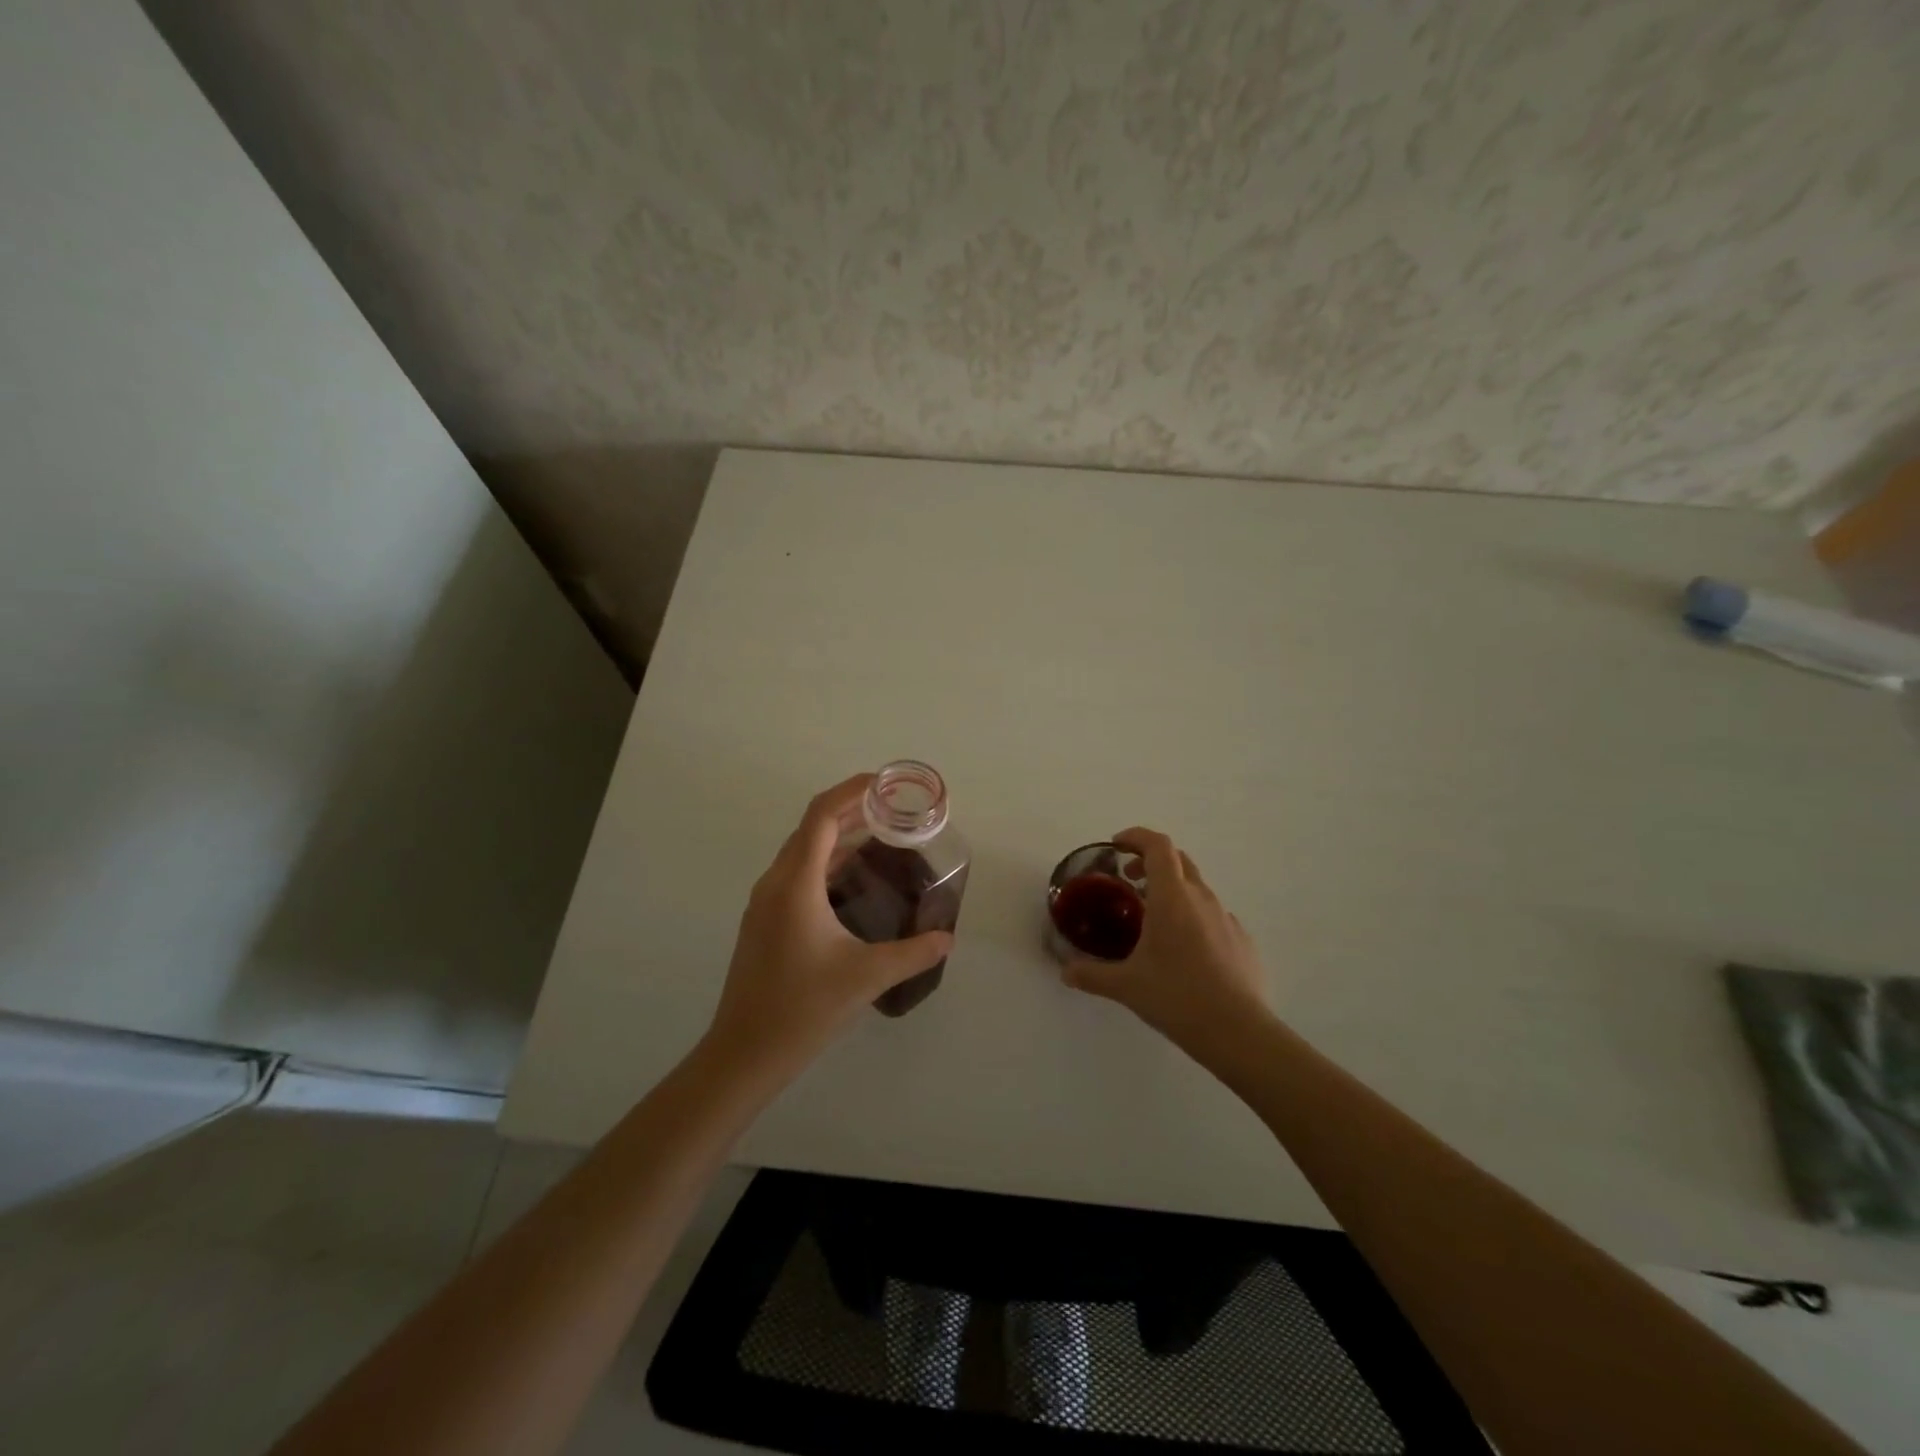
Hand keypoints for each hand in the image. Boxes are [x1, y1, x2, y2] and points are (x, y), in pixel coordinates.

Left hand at [705, 774, 953, 1083]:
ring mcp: (765, 903)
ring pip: (803, 852)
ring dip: (838, 837)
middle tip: (893, 809)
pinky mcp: (764, 921)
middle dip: (851, 810)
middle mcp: (775, 883)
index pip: (822, 816)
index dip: (851, 791)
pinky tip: (852, 880)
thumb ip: (913, 953)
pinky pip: (797, 874)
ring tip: (881, 835)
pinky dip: (826, 862)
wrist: (744, 1053)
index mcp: (795, 884)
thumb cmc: (803, 1009)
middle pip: (812, 828)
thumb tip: (947, 938)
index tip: (884, 783)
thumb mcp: (866, 977)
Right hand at [1061, 827, 1269, 1056]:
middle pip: (1178, 860)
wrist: (1238, 1032)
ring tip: (1153, 921)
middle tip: (1129, 881)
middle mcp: (1202, 898)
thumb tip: (1065, 972)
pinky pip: (1213, 916)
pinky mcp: (1242, 940)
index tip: (1117, 845)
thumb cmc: (1176, 997)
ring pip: (1197, 888)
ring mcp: (1226, 918)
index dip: (1136, 837)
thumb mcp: (1126, 985)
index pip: (1158, 846)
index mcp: (1172, 897)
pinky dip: (1194, 918)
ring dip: (1173, 891)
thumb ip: (1092, 974)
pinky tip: (1185, 951)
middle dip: (1151, 861)